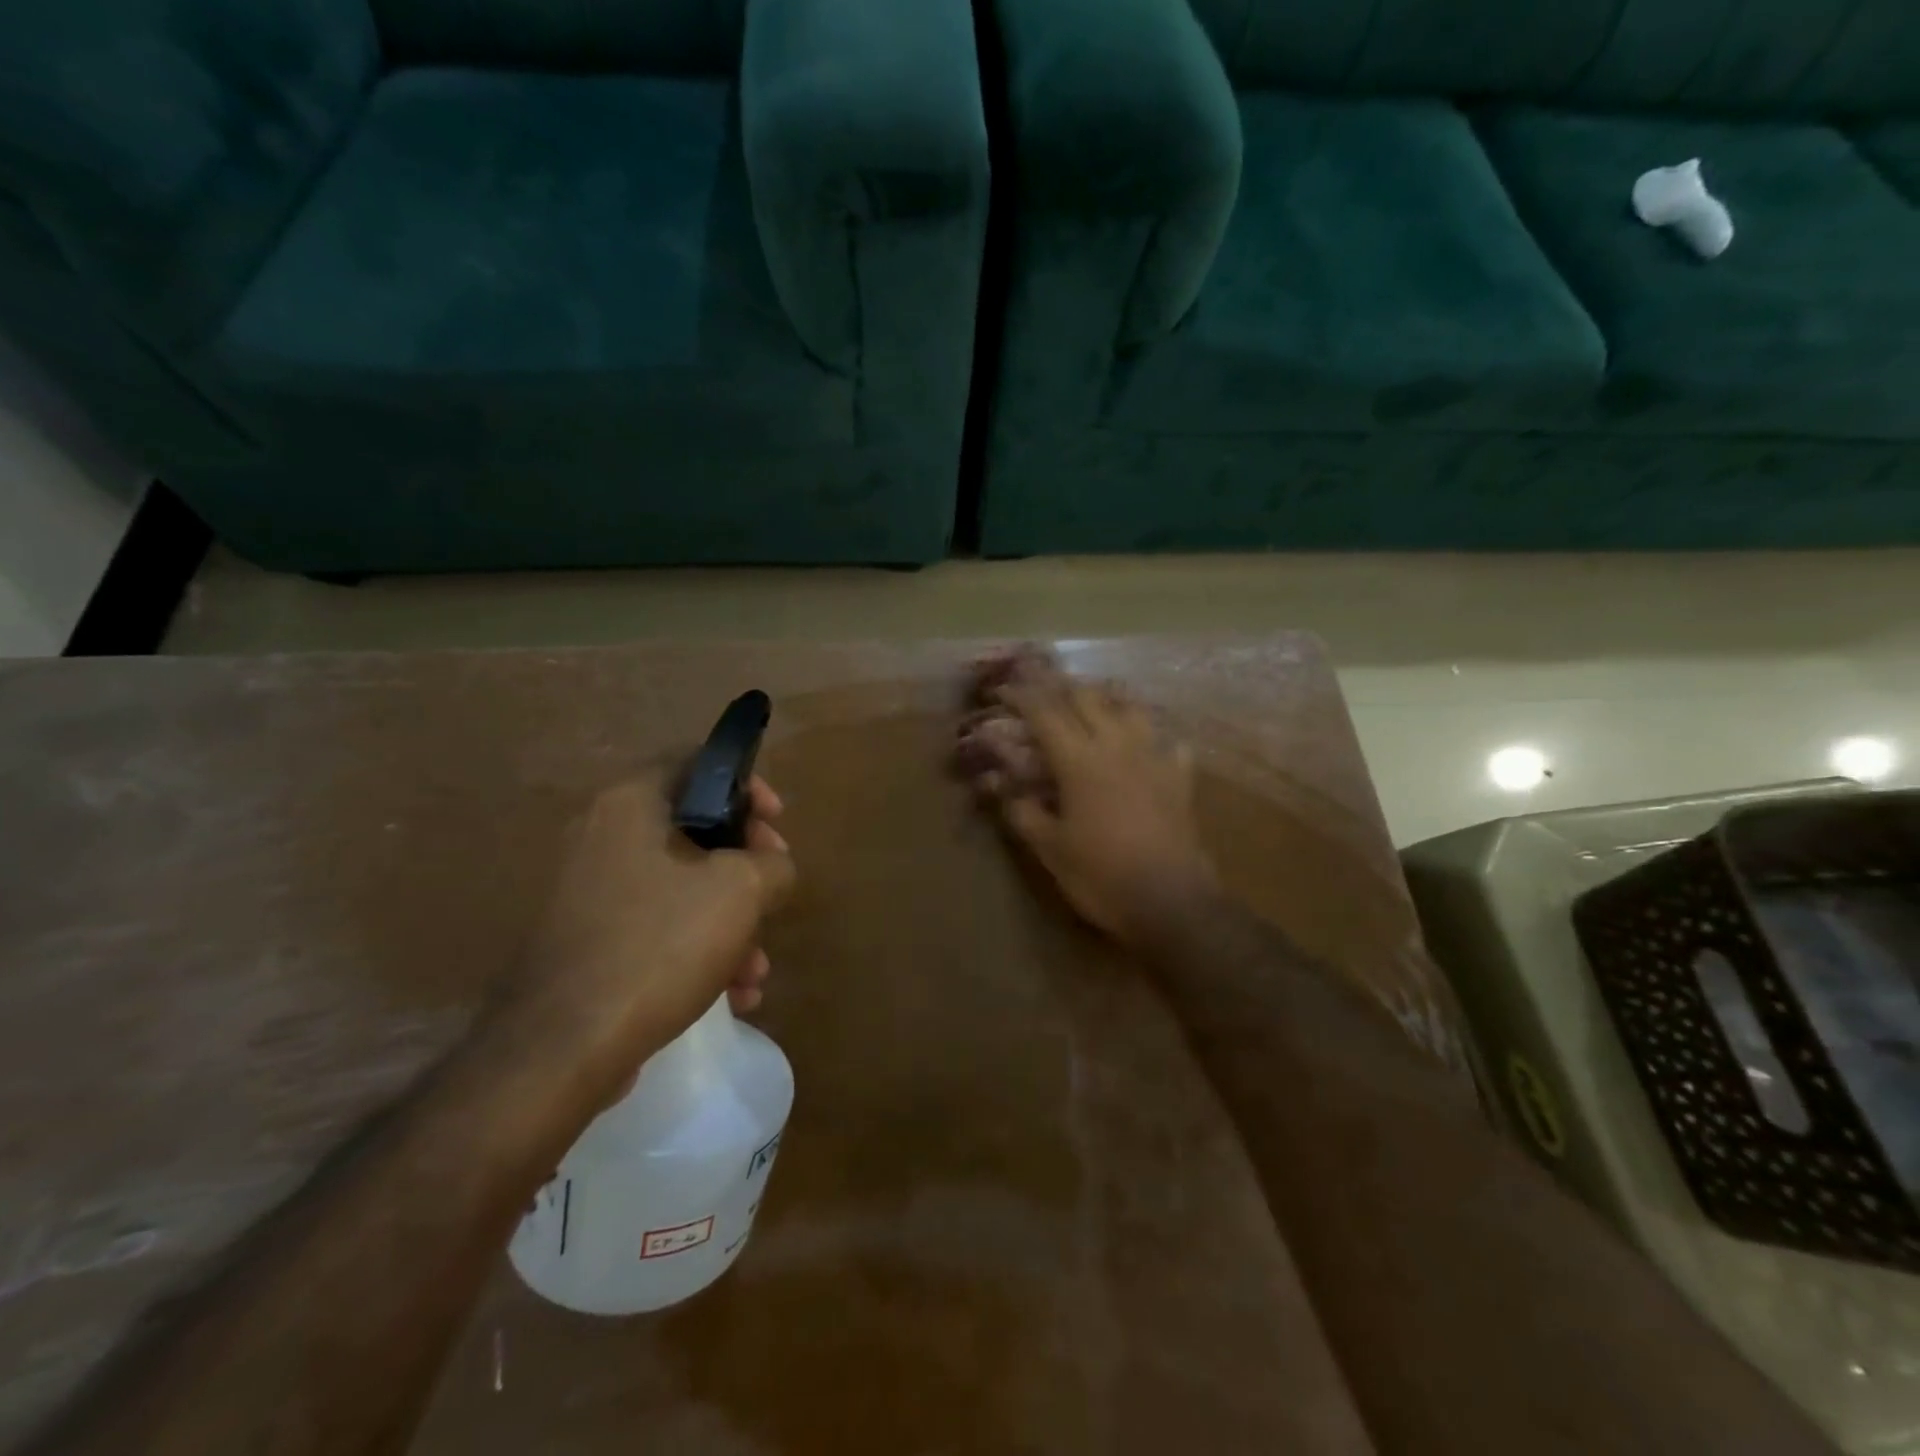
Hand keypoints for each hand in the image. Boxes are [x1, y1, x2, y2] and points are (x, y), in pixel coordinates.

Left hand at [504, 773, 795, 1098]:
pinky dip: (696, 951)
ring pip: (680, 889)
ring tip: (755, 973)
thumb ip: (774, 863)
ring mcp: (588, 892)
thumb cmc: (660, 944)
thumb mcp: (742, 890)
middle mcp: (602, 836)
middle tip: (774, 895)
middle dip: (747, 871)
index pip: (698, 764)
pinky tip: (730, 997)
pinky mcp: (585, 941)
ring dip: (729, 924)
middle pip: (696, 833)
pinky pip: (655, 928)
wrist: (562, 1048)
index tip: (778, 824)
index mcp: (631, 804)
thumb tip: (773, 868)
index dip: (749, 788)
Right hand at [957, 649, 1218, 949]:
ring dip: (1108, 701)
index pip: (1045, 713)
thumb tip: (1002, 788)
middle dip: (1062, 689)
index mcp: (1079, 760)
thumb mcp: (1050, 849)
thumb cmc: (1100, 875)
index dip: (1022, 696)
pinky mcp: (1180, 778)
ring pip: (1131, 709)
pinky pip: (1168, 743)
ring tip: (1095, 707)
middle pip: (1088, 698)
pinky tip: (1148, 747)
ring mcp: (1154, 758)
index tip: (1005, 689)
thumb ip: (1023, 811)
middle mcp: (1117, 746)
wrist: (1170, 901)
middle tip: (1044, 693)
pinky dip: (1153, 738)